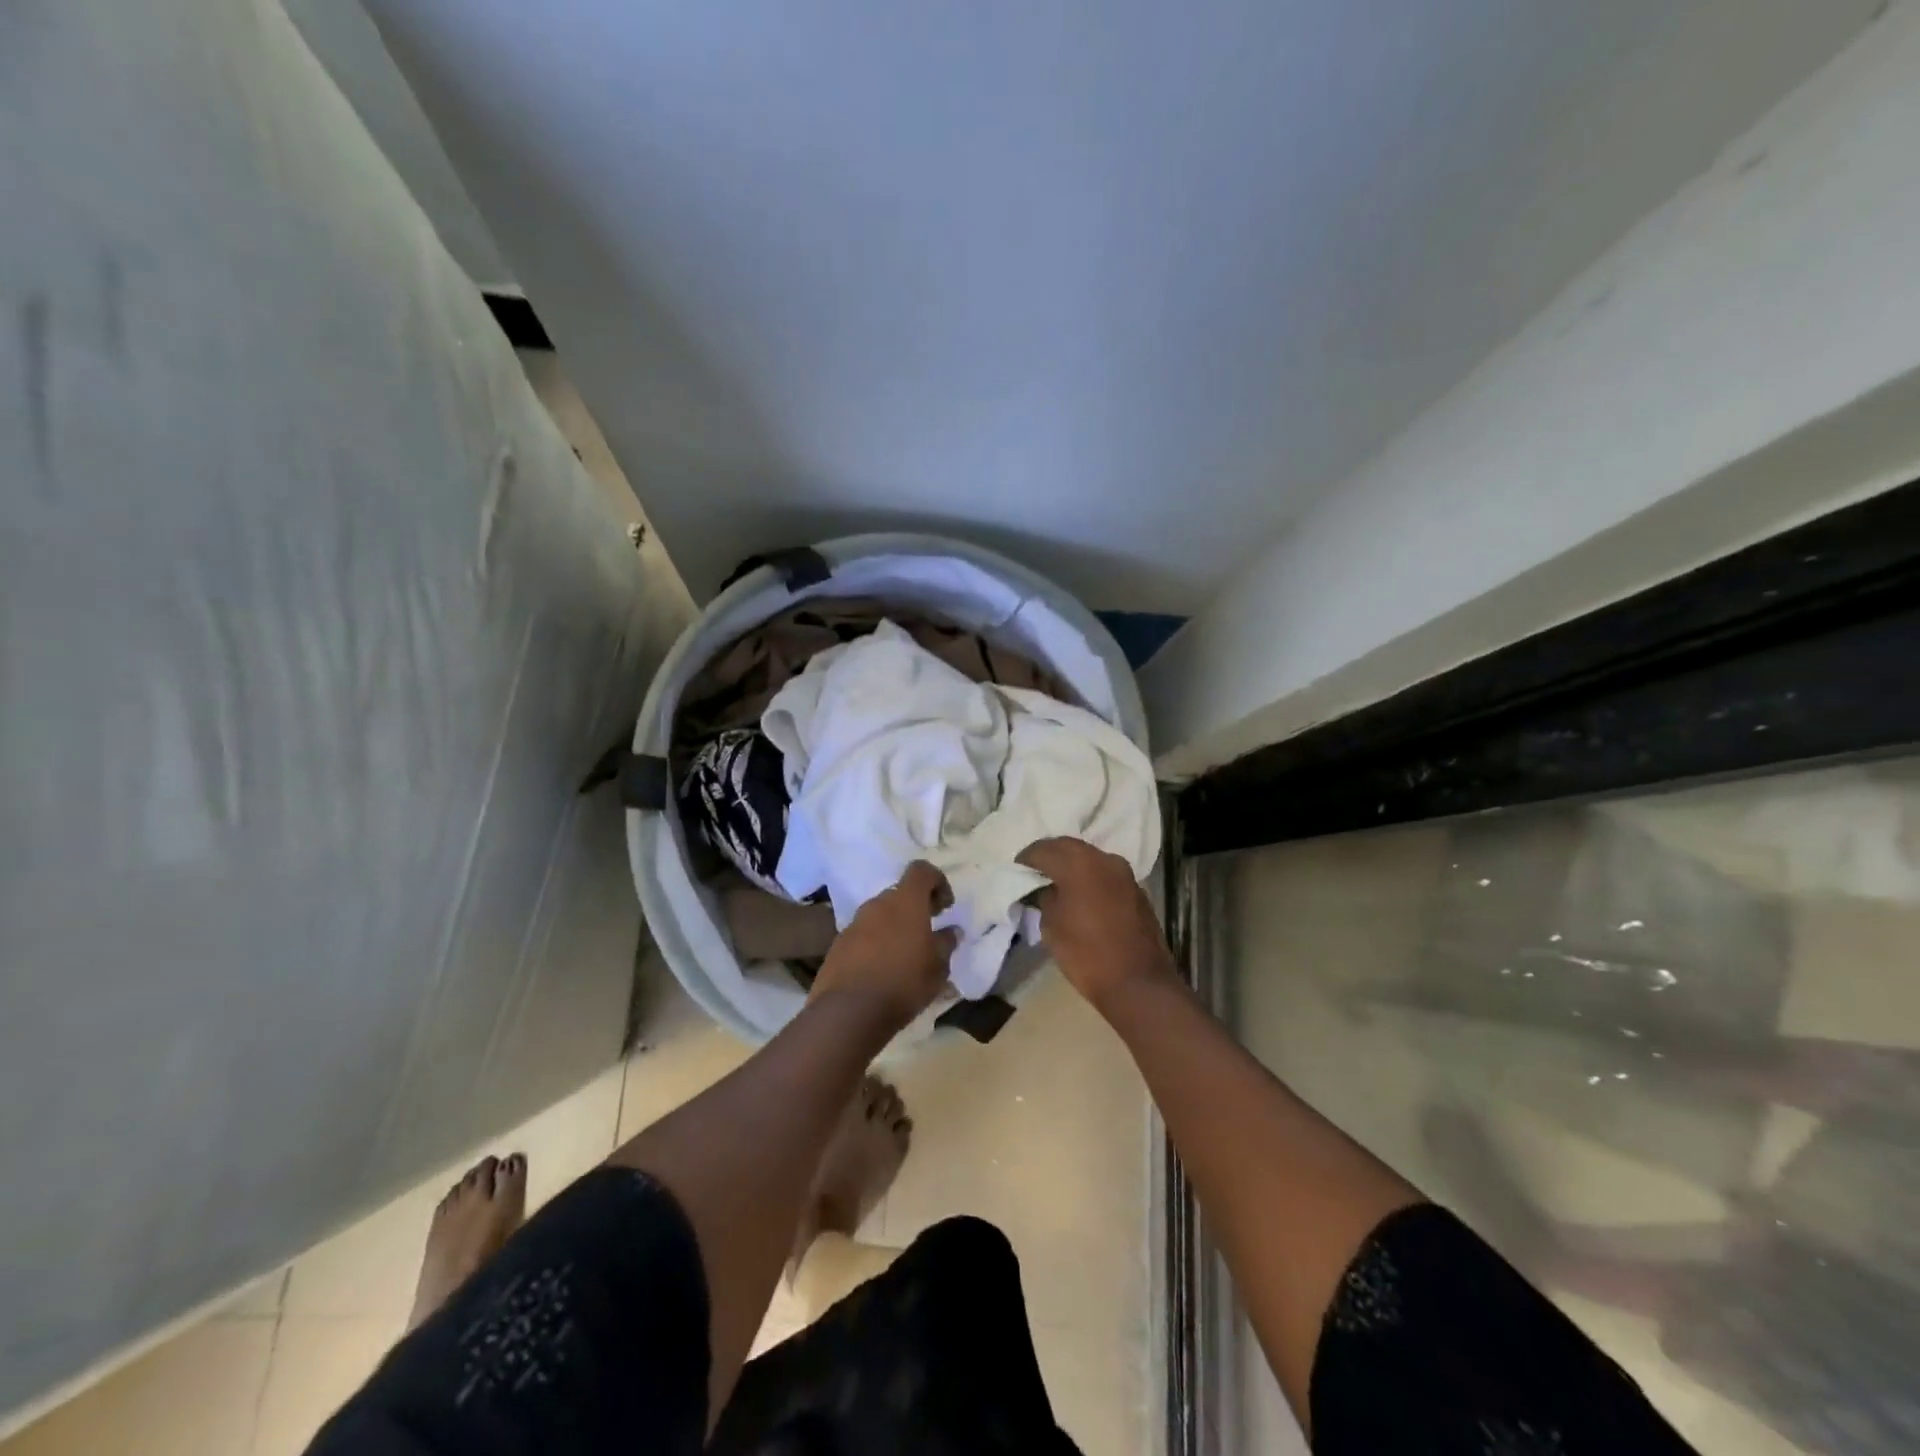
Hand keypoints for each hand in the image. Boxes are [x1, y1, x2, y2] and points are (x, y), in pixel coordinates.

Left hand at [812, 861, 958, 1029]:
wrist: (848, 1012)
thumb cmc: (903, 983)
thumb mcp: (938, 968)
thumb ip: (946, 944)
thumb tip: (951, 931)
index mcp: (905, 902)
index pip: (921, 870)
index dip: (937, 881)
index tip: (945, 906)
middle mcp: (877, 904)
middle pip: (899, 894)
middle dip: (915, 908)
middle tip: (928, 932)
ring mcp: (854, 923)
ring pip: (879, 915)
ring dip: (894, 927)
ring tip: (904, 956)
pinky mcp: (838, 944)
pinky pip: (863, 935)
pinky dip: (874, 943)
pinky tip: (881, 970)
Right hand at [1018, 837, 1175, 1011]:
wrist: (1138, 984)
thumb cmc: (1086, 954)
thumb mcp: (1051, 926)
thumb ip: (1045, 898)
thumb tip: (1045, 889)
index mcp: (1079, 864)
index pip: (1044, 849)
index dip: (1027, 858)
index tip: (1017, 868)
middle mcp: (1104, 859)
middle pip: (1069, 847)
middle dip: (1050, 855)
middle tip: (1034, 870)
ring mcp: (1124, 874)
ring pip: (1090, 858)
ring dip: (1072, 865)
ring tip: (1056, 881)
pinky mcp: (1136, 890)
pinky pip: (1105, 874)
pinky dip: (1089, 877)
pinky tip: (1080, 894)